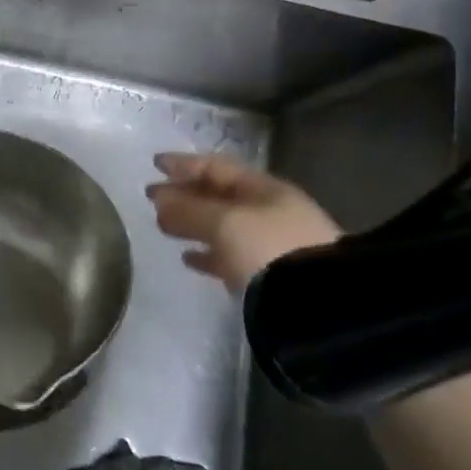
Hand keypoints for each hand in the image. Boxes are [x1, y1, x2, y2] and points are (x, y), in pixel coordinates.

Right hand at [147, 153, 340, 291]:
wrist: (317, 306)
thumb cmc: (268, 249)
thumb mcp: (224, 223)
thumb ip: (188, 209)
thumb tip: (159, 197)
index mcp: (265, 189)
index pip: (218, 167)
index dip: (185, 163)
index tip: (155, 163)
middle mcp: (272, 211)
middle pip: (220, 196)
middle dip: (185, 194)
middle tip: (152, 197)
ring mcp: (273, 244)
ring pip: (224, 226)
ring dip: (193, 223)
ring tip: (163, 226)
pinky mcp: (271, 276)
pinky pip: (232, 256)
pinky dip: (208, 253)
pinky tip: (189, 258)